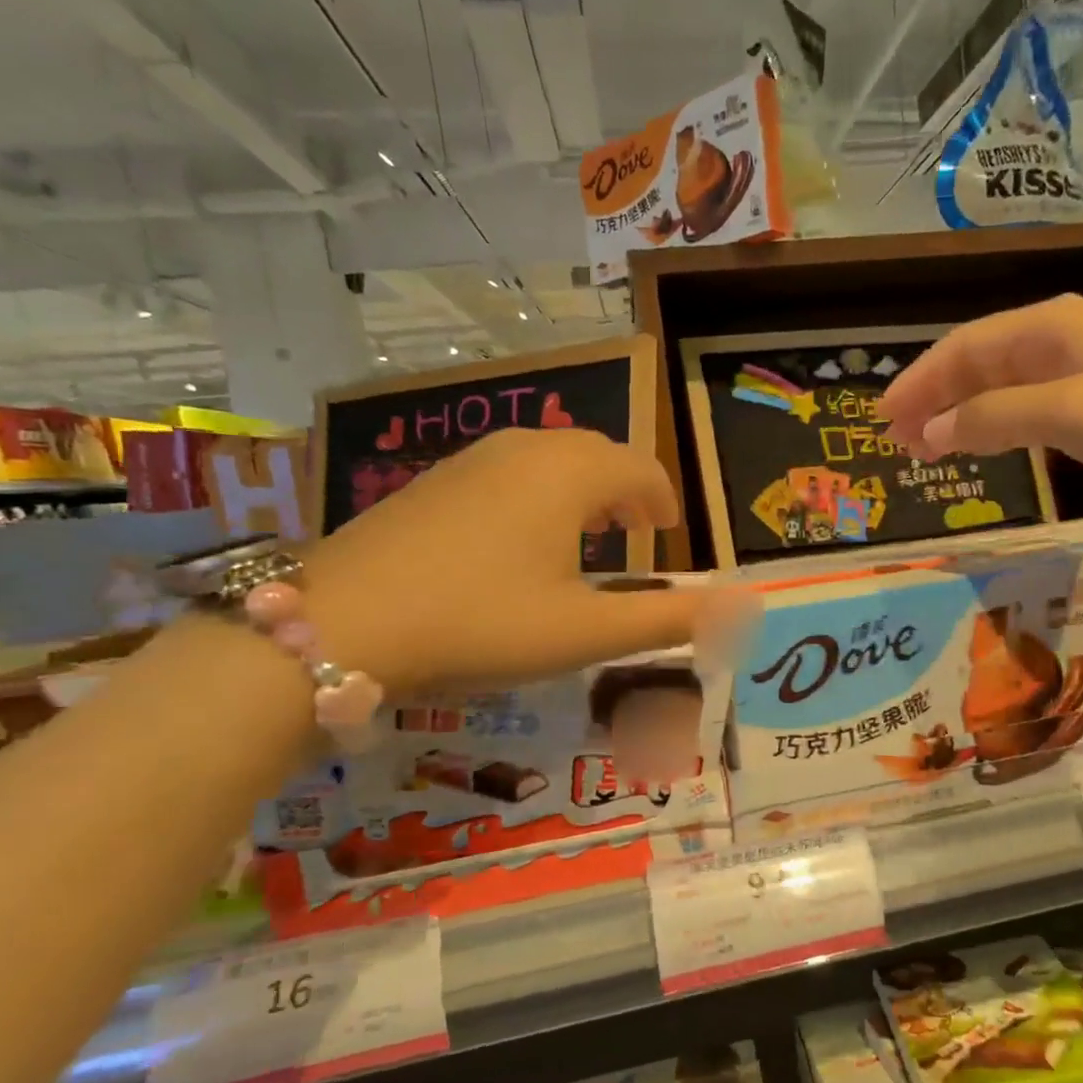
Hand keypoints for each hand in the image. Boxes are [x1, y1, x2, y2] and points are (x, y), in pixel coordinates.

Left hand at [301, 429, 749, 692]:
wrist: (341, 624)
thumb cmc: (481, 622)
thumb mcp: (586, 632)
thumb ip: (669, 620)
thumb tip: (742, 607)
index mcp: (570, 475)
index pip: (640, 469)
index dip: (663, 500)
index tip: (668, 535)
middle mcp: (526, 450)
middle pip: (596, 453)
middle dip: (626, 490)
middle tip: (636, 535)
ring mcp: (471, 460)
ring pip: (549, 458)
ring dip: (582, 489)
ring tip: (587, 535)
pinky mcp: (432, 480)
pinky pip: (508, 471)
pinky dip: (537, 493)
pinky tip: (520, 539)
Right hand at [879, 294, 1082, 502]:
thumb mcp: (1067, 411)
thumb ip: (993, 418)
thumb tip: (931, 430)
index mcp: (1047, 328)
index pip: (963, 348)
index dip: (919, 381)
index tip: (883, 417)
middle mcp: (1055, 343)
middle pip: (975, 367)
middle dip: (933, 400)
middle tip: (897, 440)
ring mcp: (1074, 376)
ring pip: (997, 391)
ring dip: (958, 417)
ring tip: (925, 450)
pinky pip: (1023, 413)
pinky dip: (992, 430)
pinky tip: (979, 448)